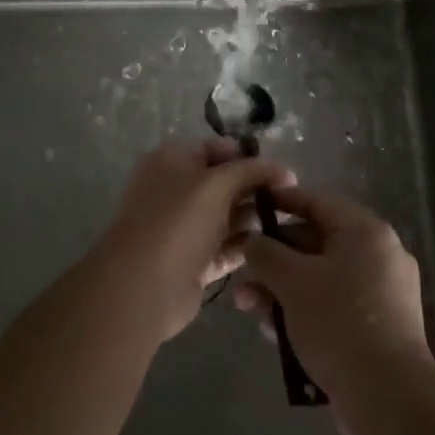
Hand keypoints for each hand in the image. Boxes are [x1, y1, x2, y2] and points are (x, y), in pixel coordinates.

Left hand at [96, 138, 294, 342]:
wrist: (143, 287)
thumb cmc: (177, 222)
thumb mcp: (217, 184)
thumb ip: (252, 171)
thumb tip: (285, 170)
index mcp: (173, 160)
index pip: (217, 148)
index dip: (249, 156)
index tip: (282, 171)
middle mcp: (176, 190)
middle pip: (224, 182)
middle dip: (255, 188)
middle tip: (292, 199)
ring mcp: (183, 228)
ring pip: (227, 216)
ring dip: (255, 218)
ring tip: (291, 223)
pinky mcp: (193, 262)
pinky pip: (226, 248)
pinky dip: (246, 247)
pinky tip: (276, 248)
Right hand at [234, 186, 432, 400]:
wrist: (388, 398)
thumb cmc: (338, 322)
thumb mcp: (292, 281)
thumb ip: (266, 253)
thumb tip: (251, 240)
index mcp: (365, 231)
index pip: (317, 201)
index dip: (281, 201)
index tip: (252, 205)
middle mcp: (379, 254)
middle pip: (316, 243)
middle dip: (274, 260)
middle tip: (243, 274)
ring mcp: (382, 293)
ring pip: (321, 278)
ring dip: (283, 290)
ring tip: (250, 309)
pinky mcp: (378, 327)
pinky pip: (333, 305)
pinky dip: (304, 311)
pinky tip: (274, 333)